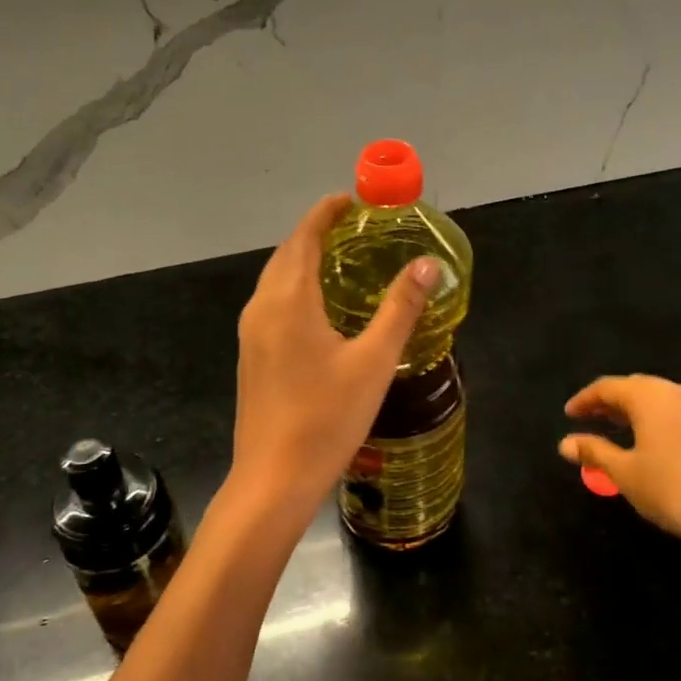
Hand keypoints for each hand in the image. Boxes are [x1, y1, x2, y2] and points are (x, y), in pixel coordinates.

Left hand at [226, 195, 439, 534]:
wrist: (272, 480)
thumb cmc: (326, 418)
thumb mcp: (374, 362)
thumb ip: (400, 309)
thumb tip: (428, 265)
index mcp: (288, 301)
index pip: (303, 238)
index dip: (325, 213)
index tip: (352, 200)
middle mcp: (262, 309)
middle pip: (286, 255)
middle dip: (315, 234)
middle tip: (354, 229)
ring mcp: (251, 335)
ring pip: (276, 281)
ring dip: (303, 262)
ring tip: (341, 261)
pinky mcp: (252, 357)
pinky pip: (272, 304)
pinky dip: (295, 289)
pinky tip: (320, 308)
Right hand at [559, 374, 680, 566]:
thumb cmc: (671, 487)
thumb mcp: (624, 472)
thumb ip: (593, 452)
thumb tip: (564, 443)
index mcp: (648, 395)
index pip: (607, 387)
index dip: (584, 400)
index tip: (568, 415)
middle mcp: (673, 391)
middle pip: (633, 387)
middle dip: (607, 402)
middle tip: (587, 419)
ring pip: (655, 399)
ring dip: (630, 411)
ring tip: (612, 430)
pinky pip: (671, 411)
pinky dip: (651, 419)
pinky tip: (645, 442)